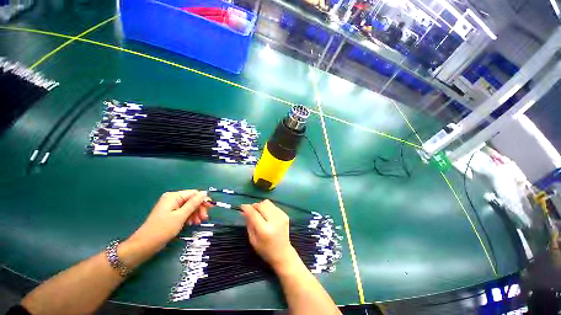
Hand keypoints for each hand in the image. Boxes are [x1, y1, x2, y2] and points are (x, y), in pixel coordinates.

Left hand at [122, 190, 212, 266]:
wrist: (144, 246)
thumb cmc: (162, 230)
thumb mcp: (180, 216)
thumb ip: (193, 203)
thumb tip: (205, 192)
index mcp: (174, 197)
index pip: (194, 194)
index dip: (203, 200)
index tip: (211, 208)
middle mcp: (172, 199)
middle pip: (192, 200)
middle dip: (199, 208)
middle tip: (204, 218)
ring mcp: (171, 207)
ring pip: (189, 207)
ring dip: (195, 214)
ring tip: (198, 223)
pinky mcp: (171, 214)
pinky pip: (184, 212)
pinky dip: (190, 217)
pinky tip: (192, 223)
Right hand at [240, 200, 299, 271]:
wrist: (283, 253)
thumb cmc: (265, 249)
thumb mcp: (253, 239)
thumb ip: (248, 223)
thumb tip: (243, 211)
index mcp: (265, 230)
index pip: (254, 214)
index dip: (247, 208)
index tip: (242, 206)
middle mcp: (274, 221)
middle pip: (262, 205)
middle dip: (254, 205)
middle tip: (250, 210)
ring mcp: (281, 217)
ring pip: (268, 203)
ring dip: (261, 205)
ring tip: (259, 212)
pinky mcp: (285, 215)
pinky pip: (273, 206)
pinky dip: (268, 208)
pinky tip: (267, 215)